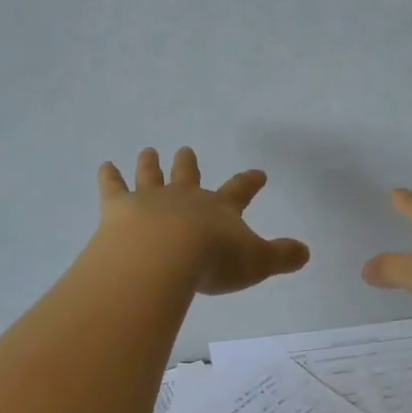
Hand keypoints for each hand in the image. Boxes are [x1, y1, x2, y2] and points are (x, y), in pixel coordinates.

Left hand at [97, 147, 310, 295]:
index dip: (250, 182)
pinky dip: (108, 176)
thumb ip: (282, 257)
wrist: (164, 257)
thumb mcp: (257, 262)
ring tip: (148, 151)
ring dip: (151, 163)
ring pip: (152, 175)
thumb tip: (306, 252)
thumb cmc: (214, 261)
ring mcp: (151, 199)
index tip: (258, 173)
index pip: (239, 191)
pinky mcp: (119, 208)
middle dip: (189, 164)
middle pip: (188, 175)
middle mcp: (186, 197)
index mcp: (219, 209)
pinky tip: (104, 165)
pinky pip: (113, 187)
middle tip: (186, 150)